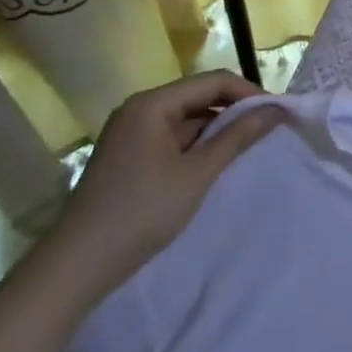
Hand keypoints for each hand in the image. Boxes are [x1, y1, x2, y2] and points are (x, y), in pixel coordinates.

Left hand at [47, 72, 285, 301]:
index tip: (277, 113)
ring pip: (186, 119)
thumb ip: (237, 137)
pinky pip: (171, 138)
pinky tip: (211, 166)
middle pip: (199, 96)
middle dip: (234, 111)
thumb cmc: (140, 214)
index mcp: (152, 104)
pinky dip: (195, 147)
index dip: (249, 92)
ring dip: (215, 130)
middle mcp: (139, 110)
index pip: (213, 81)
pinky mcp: (127, 157)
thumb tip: (276, 109)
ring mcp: (130, 134)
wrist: (74, 270)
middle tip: (267, 130)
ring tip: (245, 149)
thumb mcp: (197, 174)